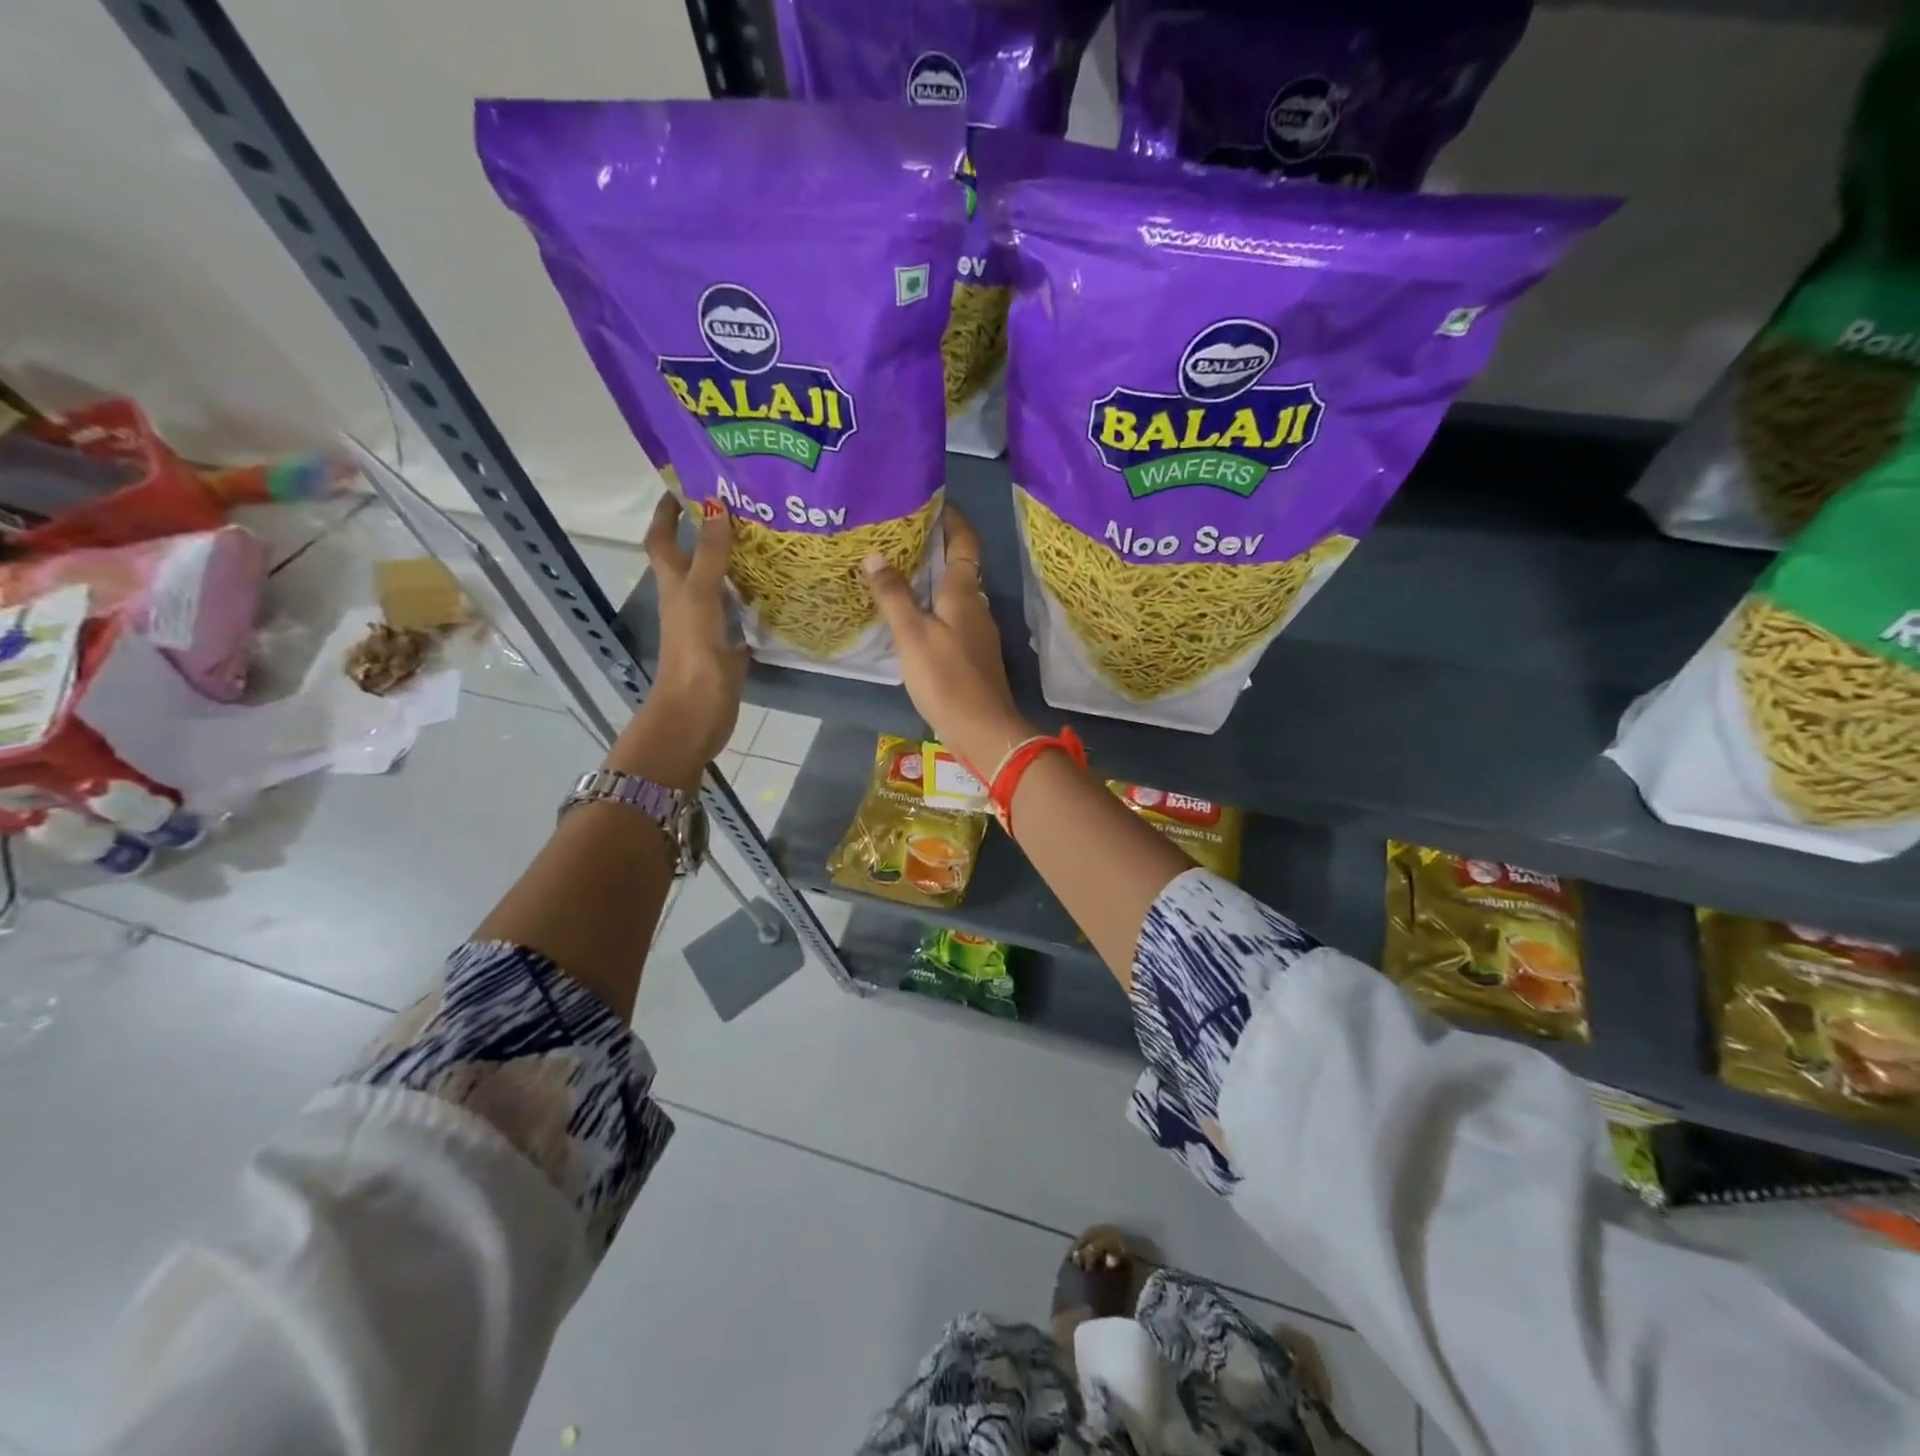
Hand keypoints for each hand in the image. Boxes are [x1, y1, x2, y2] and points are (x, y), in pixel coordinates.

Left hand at [612, 495, 747, 787]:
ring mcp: (707, 625)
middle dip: (706, 532)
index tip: (684, 485)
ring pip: (717, 586)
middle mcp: (687, 600)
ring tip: (763, 542)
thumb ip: (712, 554)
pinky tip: (776, 592)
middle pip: (692, 559)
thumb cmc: (693, 652)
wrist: (697, 712)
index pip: (663, 540)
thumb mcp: (701, 596)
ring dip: (732, 564)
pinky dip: (752, 601)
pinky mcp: (727, 647)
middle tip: (739, 509)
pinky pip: (739, 615)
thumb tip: (717, 505)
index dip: (667, 512)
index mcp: (674, 585)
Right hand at [863, 504, 1033, 772]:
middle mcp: (977, 607)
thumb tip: (876, 555)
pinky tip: (911, 618)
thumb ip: (894, 595)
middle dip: (935, 548)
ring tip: (898, 573)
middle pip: (959, 567)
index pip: (965, 542)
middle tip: (900, 536)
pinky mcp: (973, 656)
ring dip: (932, 580)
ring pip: (954, 595)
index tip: (933, 501)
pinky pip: (952, 619)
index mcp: (965, 593)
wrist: (983, 730)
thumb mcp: (912, 634)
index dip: (953, 519)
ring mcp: (977, 633)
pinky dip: (933, 608)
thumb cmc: (947, 678)